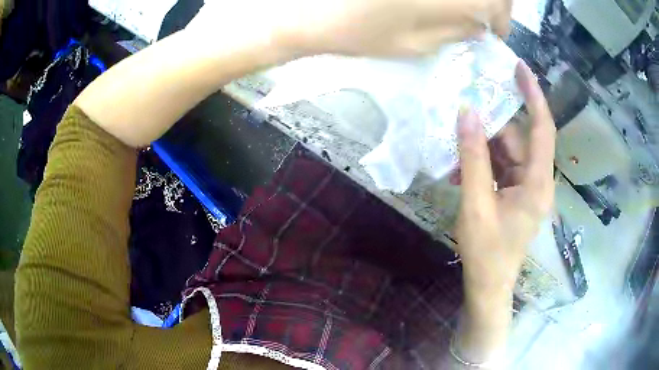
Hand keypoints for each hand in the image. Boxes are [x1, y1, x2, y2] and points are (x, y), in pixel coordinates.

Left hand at [187, 0, 511, 57]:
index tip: (493, 32)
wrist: (308, 6)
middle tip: (481, 18)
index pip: (500, 5)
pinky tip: (436, 2)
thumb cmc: (361, 30)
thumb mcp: (416, 43)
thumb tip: (479, 27)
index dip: (501, 20)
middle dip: (492, 3)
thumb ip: (455, 32)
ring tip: (459, 8)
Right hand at [455, 62, 555, 298]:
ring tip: (454, 157)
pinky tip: (461, 174)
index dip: (533, 95)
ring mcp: (527, 187)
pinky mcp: (516, 193)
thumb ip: (473, 157)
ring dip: (480, 150)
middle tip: (460, 117)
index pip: (542, 128)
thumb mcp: (476, 204)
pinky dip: (482, 165)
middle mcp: (537, 180)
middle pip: (517, 140)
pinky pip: (501, 167)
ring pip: (506, 153)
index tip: (519, 67)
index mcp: (537, 183)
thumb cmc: (486, 252)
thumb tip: (466, 112)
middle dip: (489, 129)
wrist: (488, 285)